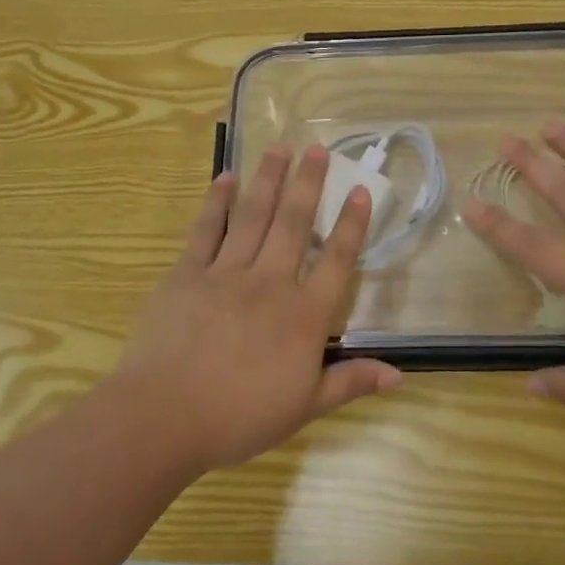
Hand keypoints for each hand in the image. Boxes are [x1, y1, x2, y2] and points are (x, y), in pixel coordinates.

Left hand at [105, 145, 400, 473]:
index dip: (350, 225)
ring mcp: (226, 274)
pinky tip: (227, 178)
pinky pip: (206, 230)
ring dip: (268, 180)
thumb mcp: (305, 407)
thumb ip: (351, 382)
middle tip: (318, 148)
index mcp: (303, 316)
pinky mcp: (187, 274)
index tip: (359, 190)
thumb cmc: (240, 417)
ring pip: (253, 217)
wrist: (164, 417)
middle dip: (309, 183)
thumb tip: (399, 375)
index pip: (336, 261)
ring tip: (279, 148)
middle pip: (294, 224)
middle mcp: (270, 283)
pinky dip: (218, 202)